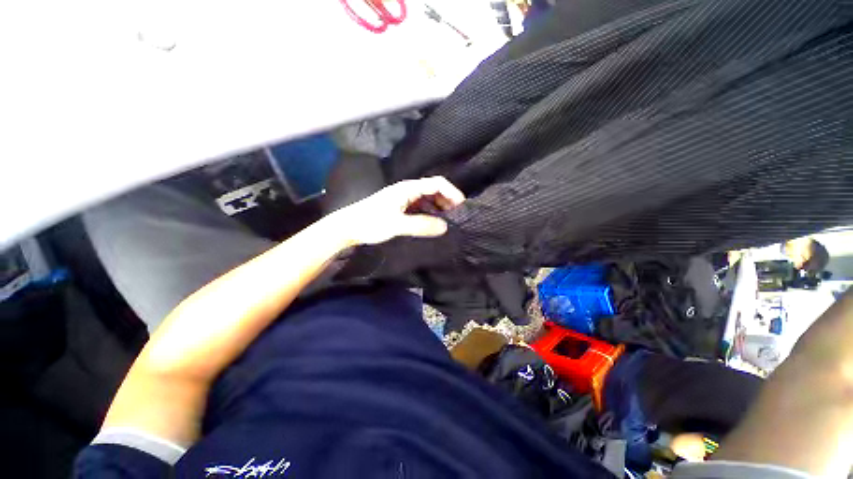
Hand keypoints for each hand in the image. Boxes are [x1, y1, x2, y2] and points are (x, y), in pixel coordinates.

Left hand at [331, 176, 465, 246]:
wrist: (349, 227)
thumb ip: (421, 225)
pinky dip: (430, 213)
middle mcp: (407, 191)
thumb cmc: (371, 222)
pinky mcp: (401, 208)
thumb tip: (445, 227)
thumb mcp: (397, 225)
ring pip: (428, 200)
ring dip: (439, 208)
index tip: (462, 206)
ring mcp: (404, 199)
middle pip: (433, 190)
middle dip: (447, 201)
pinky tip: (433, 223)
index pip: (436, 183)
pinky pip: (421, 208)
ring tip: (448, 221)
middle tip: (457, 216)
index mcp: (407, 188)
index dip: (451, 192)